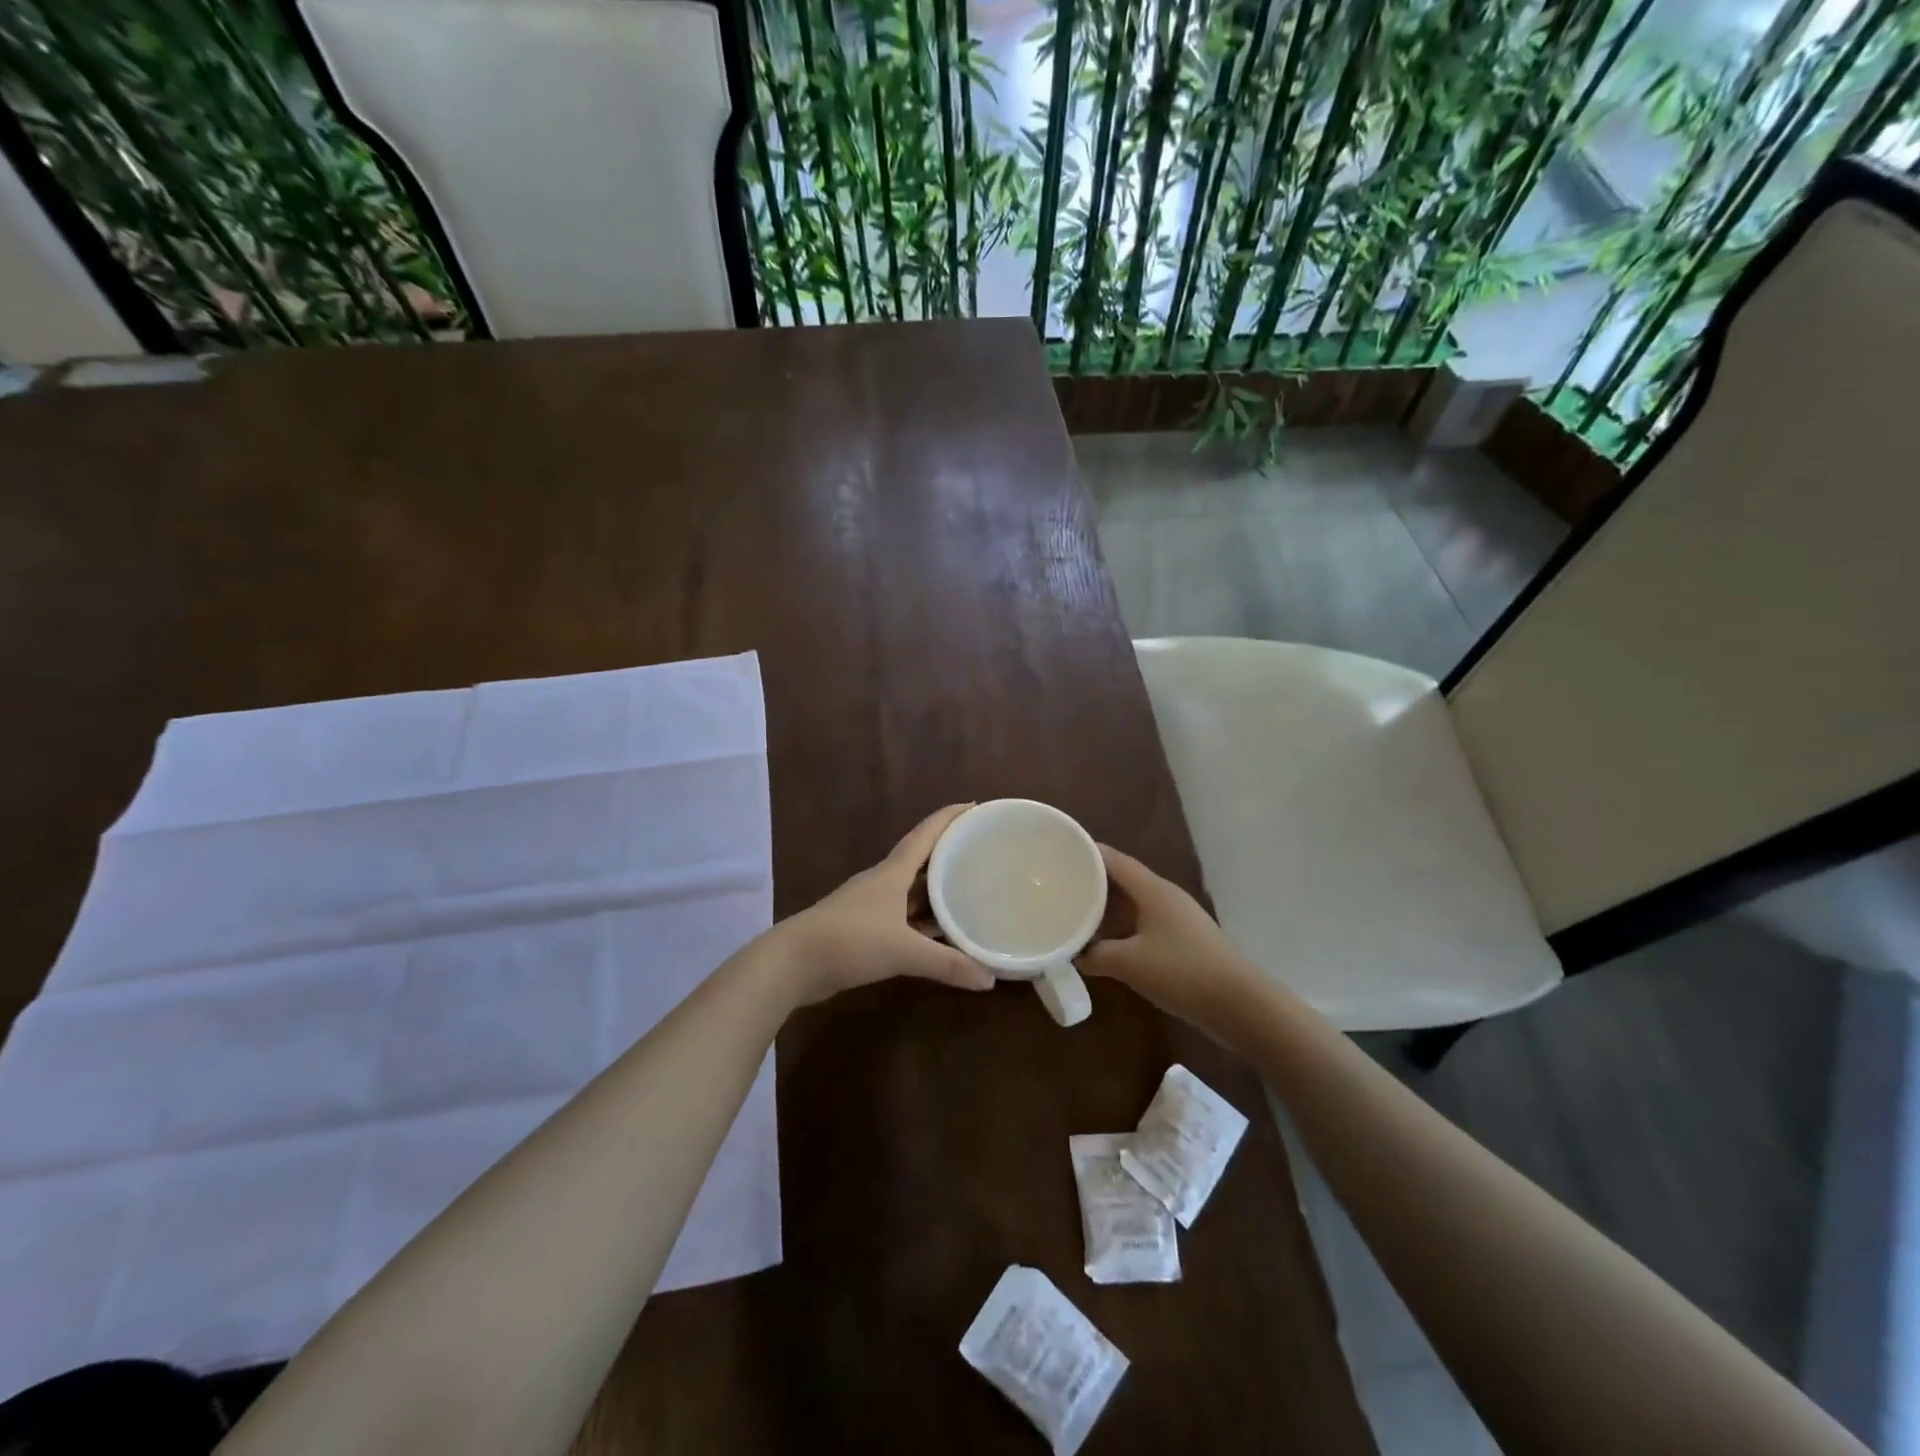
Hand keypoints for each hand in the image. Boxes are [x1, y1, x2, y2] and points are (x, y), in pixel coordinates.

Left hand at [775, 804, 997, 1005]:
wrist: (793, 962)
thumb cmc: (850, 941)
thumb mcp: (903, 952)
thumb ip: (947, 964)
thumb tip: (990, 981)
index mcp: (892, 873)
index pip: (925, 835)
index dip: (948, 818)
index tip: (973, 805)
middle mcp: (882, 882)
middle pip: (920, 859)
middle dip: (947, 851)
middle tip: (980, 849)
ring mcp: (869, 905)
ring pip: (910, 889)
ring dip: (935, 888)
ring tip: (967, 887)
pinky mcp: (861, 928)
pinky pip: (901, 915)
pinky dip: (921, 919)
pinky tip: (938, 932)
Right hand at [1077, 845, 1263, 1037]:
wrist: (1239, 1005)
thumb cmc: (1181, 971)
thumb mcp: (1129, 963)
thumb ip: (1095, 955)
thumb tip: (1073, 954)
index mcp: (1153, 890)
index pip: (1114, 860)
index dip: (1088, 852)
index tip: (1060, 851)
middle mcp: (1166, 897)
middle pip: (1123, 880)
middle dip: (1093, 882)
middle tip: (1060, 886)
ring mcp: (1178, 920)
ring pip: (1134, 905)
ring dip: (1108, 910)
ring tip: (1076, 914)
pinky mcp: (1185, 942)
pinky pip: (1145, 926)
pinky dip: (1123, 930)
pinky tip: (1107, 945)